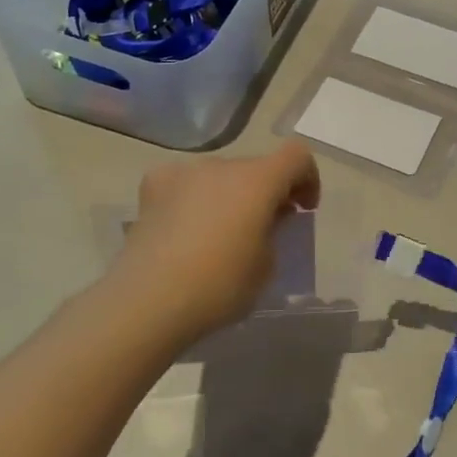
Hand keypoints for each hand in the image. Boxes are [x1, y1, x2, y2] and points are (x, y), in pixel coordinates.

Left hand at [104, 141, 320, 348]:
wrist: (148, 301)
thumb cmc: (220, 286)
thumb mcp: (266, 265)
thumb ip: (273, 232)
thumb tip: (264, 219)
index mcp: (258, 180)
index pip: (297, 155)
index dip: (308, 178)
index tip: (302, 209)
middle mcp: (222, 165)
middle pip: (256, 168)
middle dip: (266, 192)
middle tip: (262, 228)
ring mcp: (184, 172)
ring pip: (219, 175)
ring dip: (229, 194)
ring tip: (218, 233)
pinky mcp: (153, 186)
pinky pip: (185, 182)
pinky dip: (193, 197)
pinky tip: (184, 227)